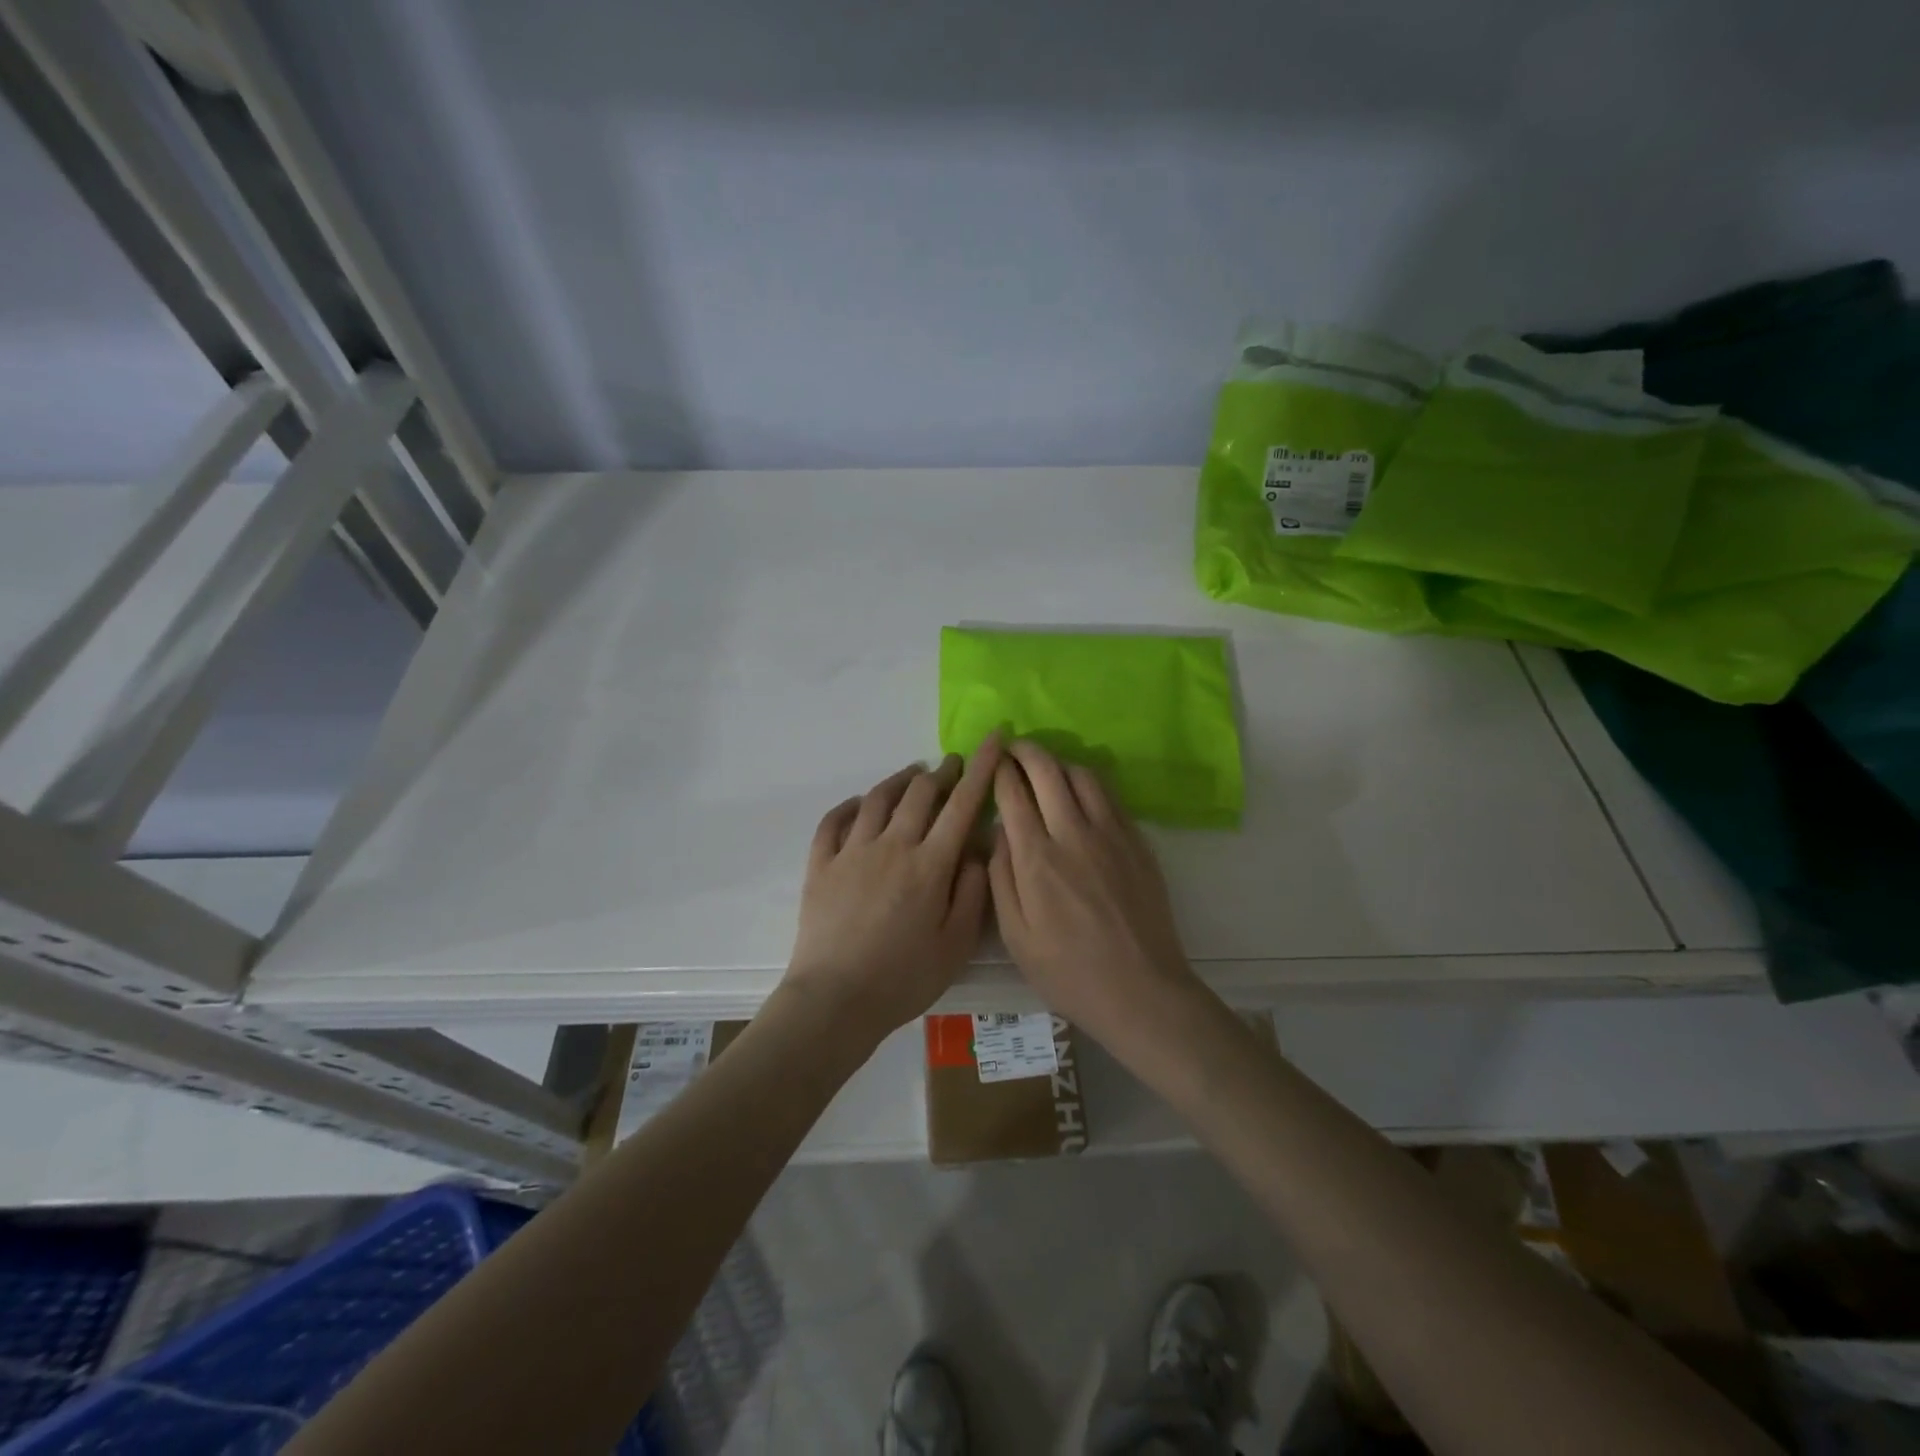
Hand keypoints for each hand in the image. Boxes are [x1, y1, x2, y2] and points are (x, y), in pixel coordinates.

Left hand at [786, 737, 1000, 1038]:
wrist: (835, 999)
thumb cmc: (904, 978)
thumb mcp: (956, 945)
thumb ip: (972, 892)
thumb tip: (976, 850)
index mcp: (930, 864)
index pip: (962, 804)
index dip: (982, 768)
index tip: (994, 739)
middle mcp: (892, 845)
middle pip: (920, 793)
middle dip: (942, 771)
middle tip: (953, 764)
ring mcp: (852, 851)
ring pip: (878, 798)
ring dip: (900, 780)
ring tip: (913, 775)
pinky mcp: (820, 864)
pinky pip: (834, 821)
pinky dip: (851, 805)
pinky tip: (860, 804)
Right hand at [988, 740, 1203, 1054]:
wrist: (1141, 990)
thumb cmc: (1068, 971)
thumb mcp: (1015, 936)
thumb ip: (1000, 878)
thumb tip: (999, 832)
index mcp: (1037, 859)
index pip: (1013, 793)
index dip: (1000, 771)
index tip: (992, 761)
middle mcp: (1073, 834)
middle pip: (1047, 770)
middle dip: (1026, 751)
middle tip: (1014, 748)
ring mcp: (1111, 834)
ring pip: (1083, 775)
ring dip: (1059, 763)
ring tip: (1046, 768)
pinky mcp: (1137, 841)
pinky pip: (1110, 796)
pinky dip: (1088, 783)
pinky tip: (1080, 793)